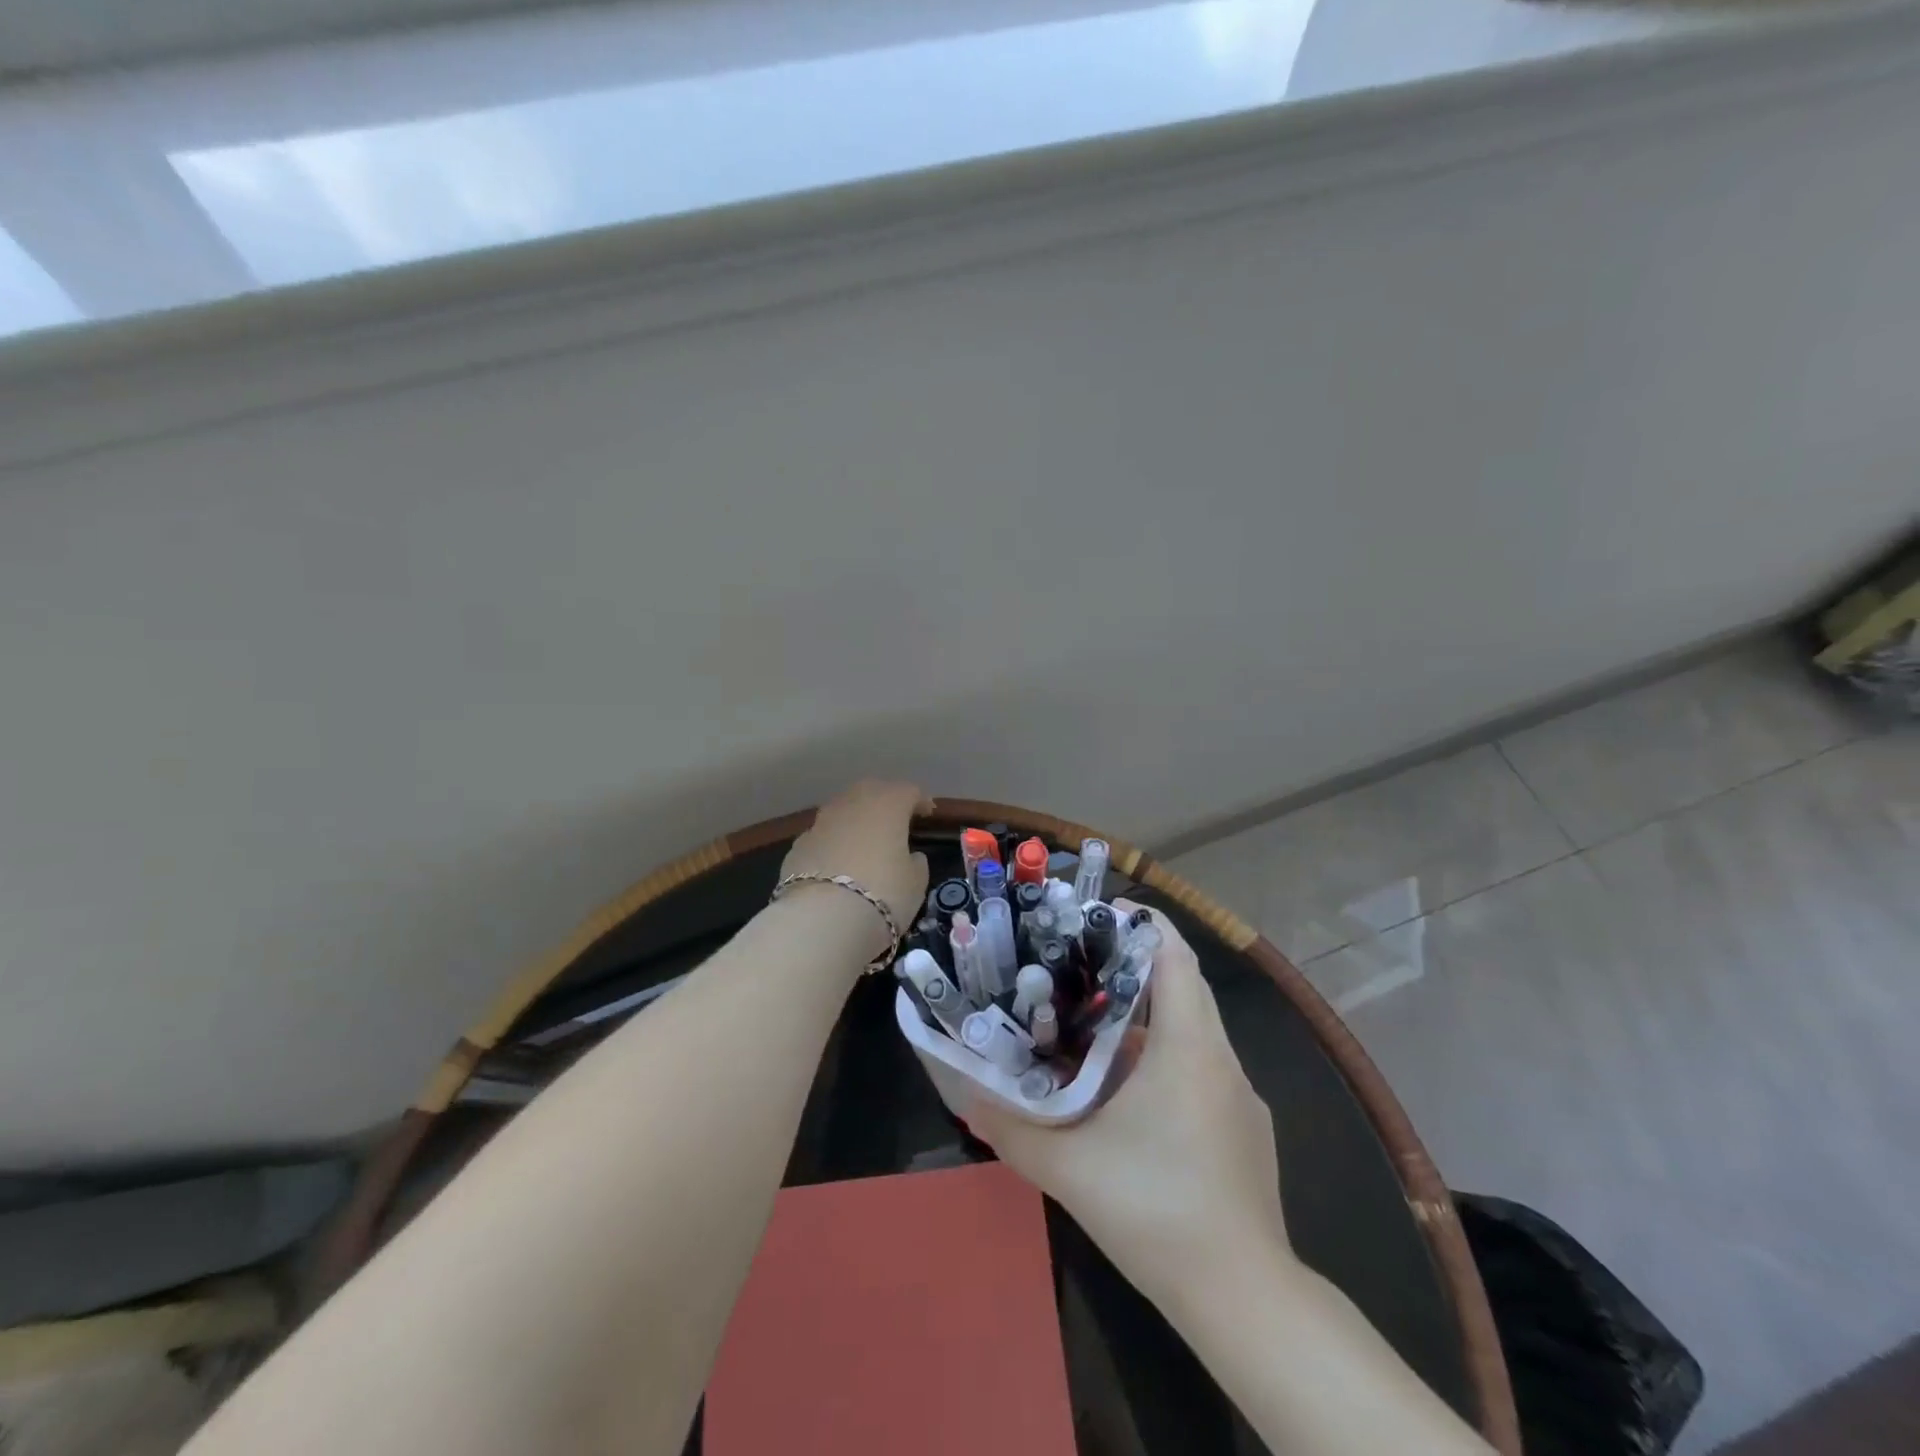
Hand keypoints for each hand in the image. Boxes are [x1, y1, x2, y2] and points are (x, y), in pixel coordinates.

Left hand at [778, 780, 930, 952]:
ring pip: (842, 810)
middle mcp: (852, 803)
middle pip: (871, 791)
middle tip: (895, 821)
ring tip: (864, 841)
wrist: (821, 919)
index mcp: (887, 804)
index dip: (919, 801)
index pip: (908, 791)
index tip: (927, 815)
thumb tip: (911, 856)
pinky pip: (823, 836)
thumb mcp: (916, 882)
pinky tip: (836, 864)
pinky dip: (833, 843)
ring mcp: (820, 822)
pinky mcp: (798, 845)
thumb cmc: (883, 894)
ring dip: (855, 820)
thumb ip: (916, 862)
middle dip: (884, 801)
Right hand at [966, 902, 1291, 1300]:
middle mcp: (1220, 1058)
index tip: (1096, 912)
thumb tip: (962, 1094)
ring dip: (1146, 1015)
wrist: (1245, 1300)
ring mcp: (1238, 1095)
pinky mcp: (1243, 1128)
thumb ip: (1010, 1127)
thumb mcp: (1069, 1168)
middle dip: (1133, 963)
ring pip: (1191, 1029)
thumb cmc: (1157, 1211)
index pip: (1175, 954)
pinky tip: (1126, 1093)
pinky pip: (1200, 1067)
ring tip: (1089, 1022)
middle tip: (1076, 961)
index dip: (1140, 922)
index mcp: (1189, 1047)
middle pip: (1182, 984)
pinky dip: (1164, 1056)